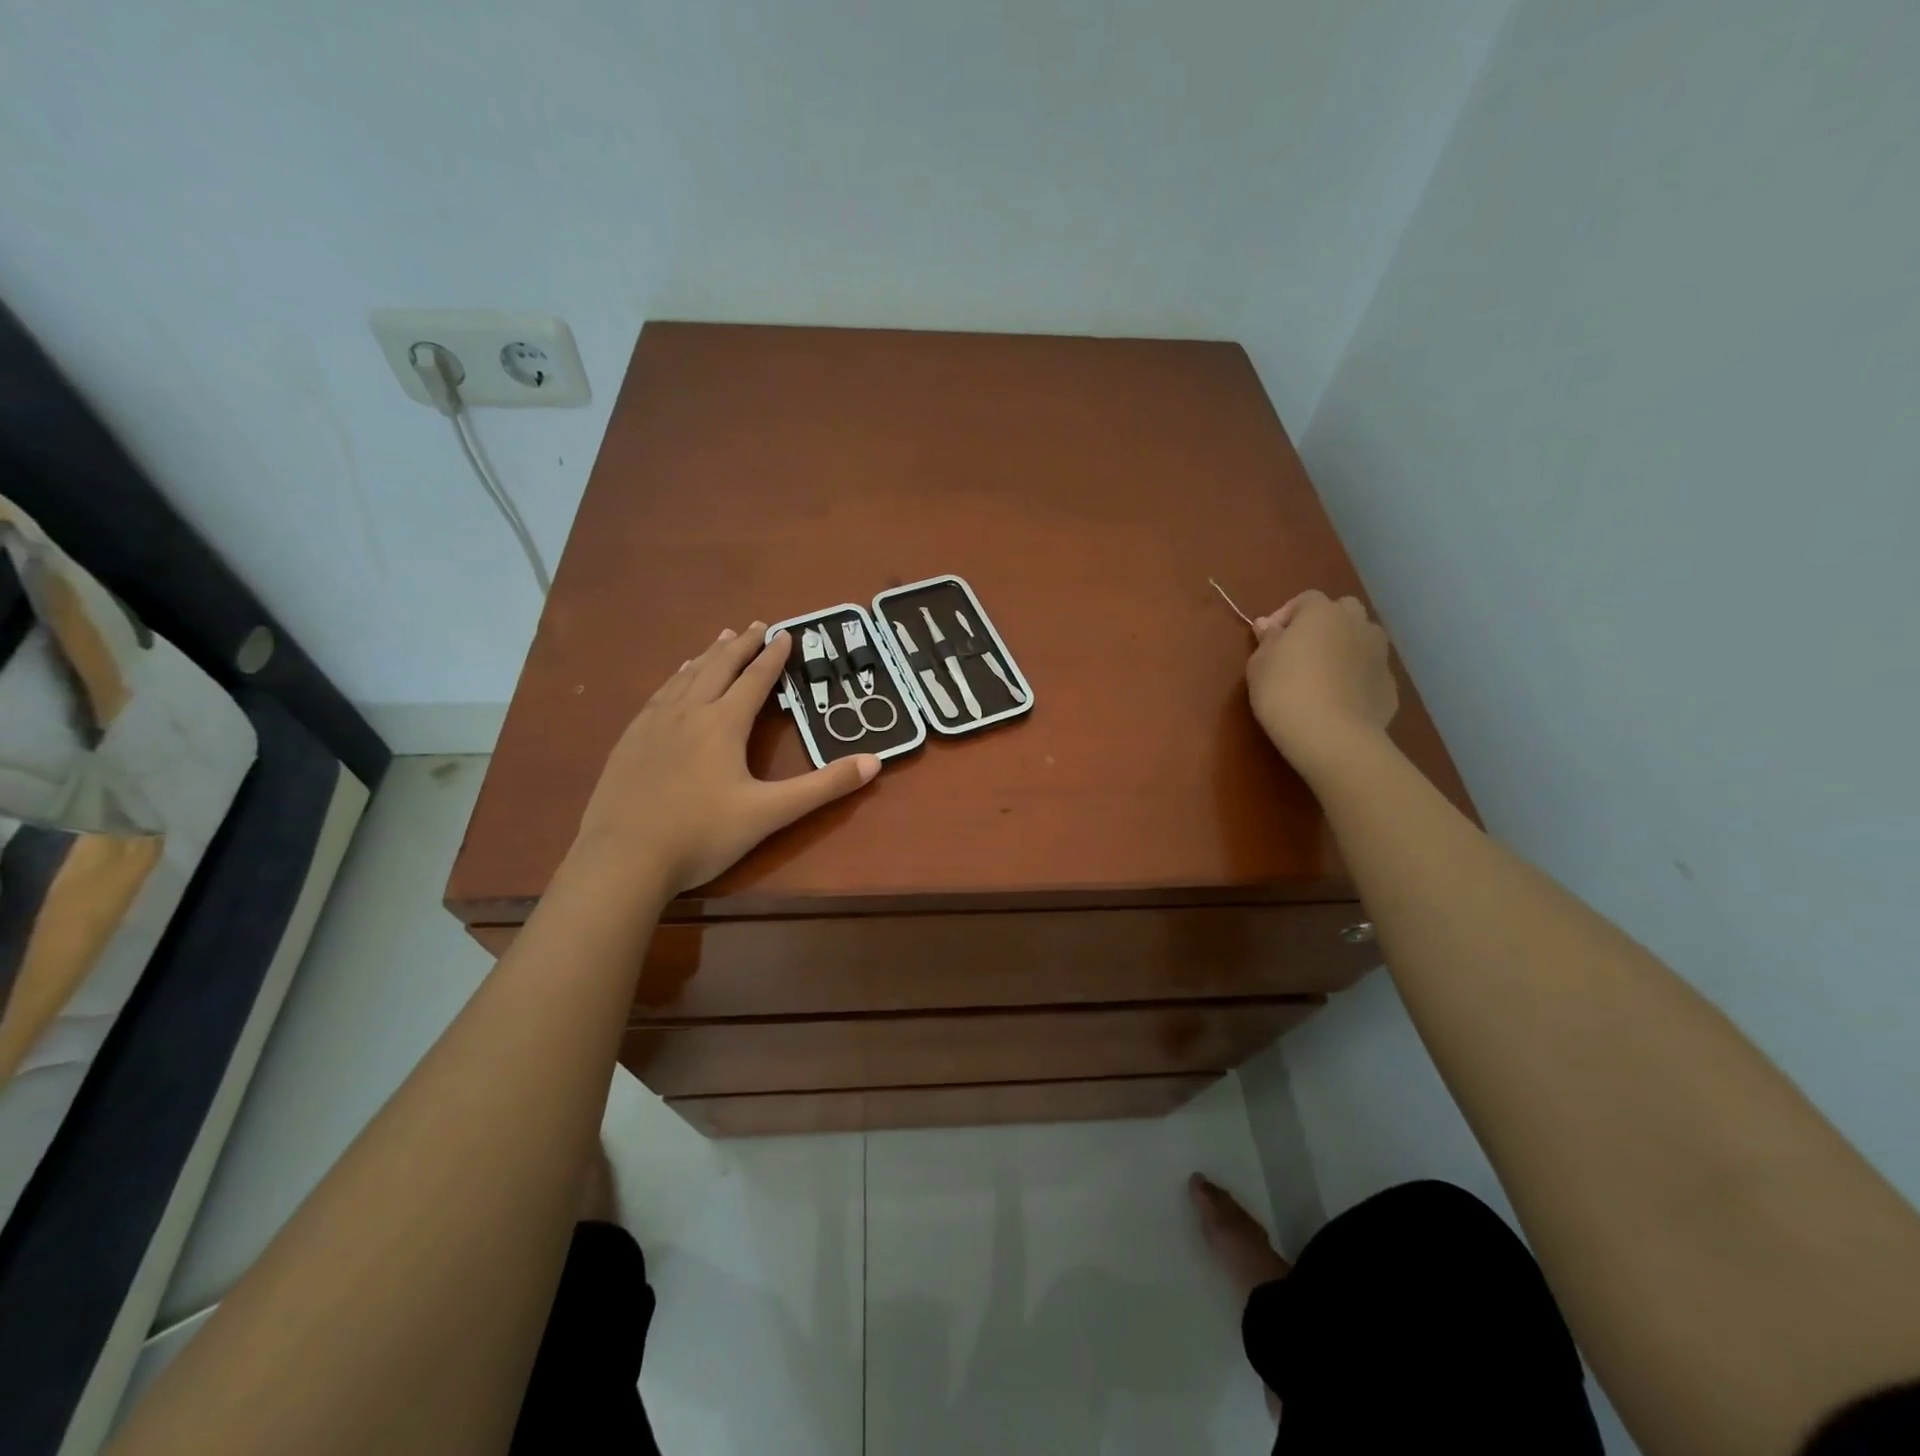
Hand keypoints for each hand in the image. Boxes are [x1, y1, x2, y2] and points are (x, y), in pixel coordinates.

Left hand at [573, 625, 880, 894]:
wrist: (623, 858)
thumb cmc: (702, 835)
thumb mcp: (770, 813)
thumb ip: (823, 787)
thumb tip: (875, 762)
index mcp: (723, 724)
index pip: (755, 680)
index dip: (774, 656)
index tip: (786, 633)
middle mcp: (688, 713)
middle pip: (718, 667)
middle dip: (741, 645)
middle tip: (755, 625)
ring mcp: (653, 725)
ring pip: (685, 677)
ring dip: (707, 655)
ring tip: (720, 639)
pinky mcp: (630, 741)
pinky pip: (658, 695)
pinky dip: (675, 677)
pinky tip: (674, 681)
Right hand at [1246, 591, 1398, 773]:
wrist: (1332, 736)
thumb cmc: (1285, 691)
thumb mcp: (1259, 664)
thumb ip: (1266, 640)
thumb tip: (1268, 625)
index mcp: (1322, 613)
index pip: (1305, 599)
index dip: (1286, 615)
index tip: (1268, 640)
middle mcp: (1357, 624)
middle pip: (1343, 611)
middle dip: (1324, 624)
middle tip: (1301, 652)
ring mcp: (1379, 654)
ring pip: (1362, 639)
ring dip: (1345, 648)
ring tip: (1323, 675)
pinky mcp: (1390, 685)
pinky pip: (1369, 672)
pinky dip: (1356, 678)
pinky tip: (1339, 700)